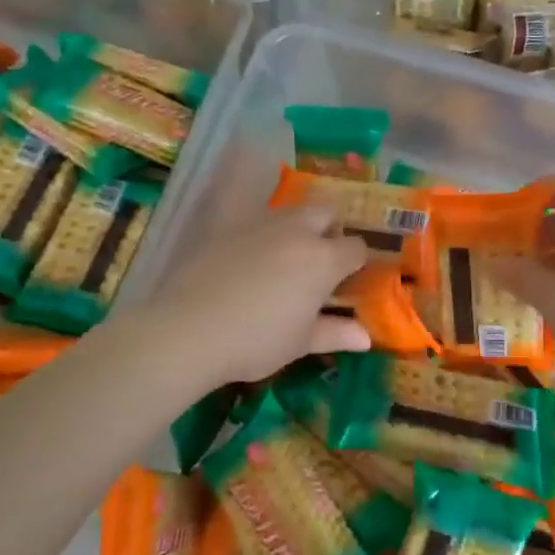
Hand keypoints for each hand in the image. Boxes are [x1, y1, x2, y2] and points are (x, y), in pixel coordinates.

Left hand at [145, 203, 370, 385]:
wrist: (189, 329)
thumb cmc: (256, 341)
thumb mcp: (300, 343)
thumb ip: (335, 333)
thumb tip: (366, 338)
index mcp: (322, 260)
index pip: (355, 248)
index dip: (357, 262)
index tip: (349, 280)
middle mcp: (295, 232)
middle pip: (325, 212)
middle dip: (330, 229)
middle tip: (321, 260)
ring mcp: (258, 223)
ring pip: (289, 211)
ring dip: (296, 226)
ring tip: (284, 257)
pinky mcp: (225, 225)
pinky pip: (250, 214)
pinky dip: (259, 228)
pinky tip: (247, 251)